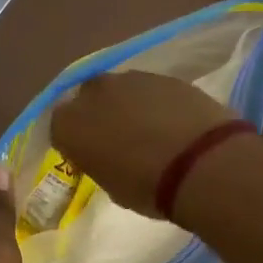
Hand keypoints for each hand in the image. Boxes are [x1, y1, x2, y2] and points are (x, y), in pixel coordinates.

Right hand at [50, 72, 239, 217]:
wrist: (201, 163)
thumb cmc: (147, 187)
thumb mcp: (111, 186)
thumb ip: (100, 162)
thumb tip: (108, 157)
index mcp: (69, 124)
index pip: (60, 128)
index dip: (75, 142)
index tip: (90, 156)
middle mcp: (92, 92)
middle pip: (88, 100)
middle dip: (99, 115)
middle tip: (118, 139)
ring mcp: (130, 79)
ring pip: (121, 91)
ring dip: (128, 106)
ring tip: (150, 131)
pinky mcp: (164, 76)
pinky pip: (151, 90)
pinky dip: (157, 103)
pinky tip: (173, 122)